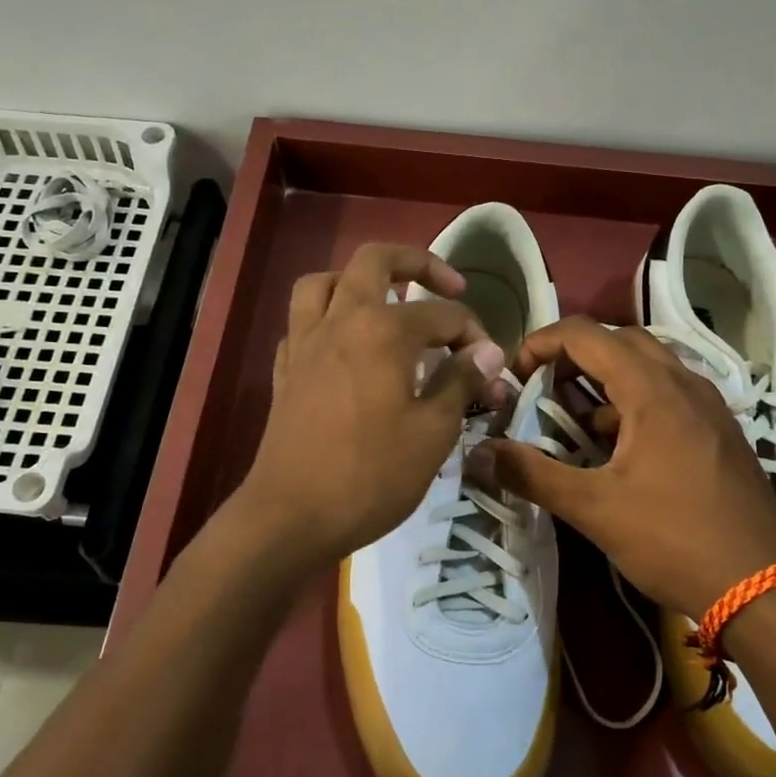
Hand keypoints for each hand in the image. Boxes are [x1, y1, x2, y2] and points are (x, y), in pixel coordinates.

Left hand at [234, 243, 506, 570]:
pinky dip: (326, 320)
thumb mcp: (433, 432)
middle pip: (375, 261)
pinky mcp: (285, 370)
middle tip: (448, 285)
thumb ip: (461, 381)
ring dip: (358, 281)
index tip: (491, 371)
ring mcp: (305, 343)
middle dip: (418, 263)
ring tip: (386, 302)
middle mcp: (340, 320)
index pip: (444, 314)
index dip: (476, 337)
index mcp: (383, 329)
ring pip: (324, 281)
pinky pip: (303, 323)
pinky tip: (345, 347)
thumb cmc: (371, 475)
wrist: (291, 516)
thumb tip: (488, 351)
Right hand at [482, 316, 775, 615]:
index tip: (513, 375)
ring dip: (605, 381)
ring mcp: (709, 406)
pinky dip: (634, 403)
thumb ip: (532, 474)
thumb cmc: (674, 539)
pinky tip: (619, 448)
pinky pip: (669, 395)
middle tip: (542, 390)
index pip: (585, 334)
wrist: (764, 587)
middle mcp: (685, 383)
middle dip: (573, 357)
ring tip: (575, 421)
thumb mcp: (594, 508)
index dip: (541, 343)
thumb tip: (478, 452)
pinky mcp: (720, 432)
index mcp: (653, 389)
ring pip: (648, 368)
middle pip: (619, 341)